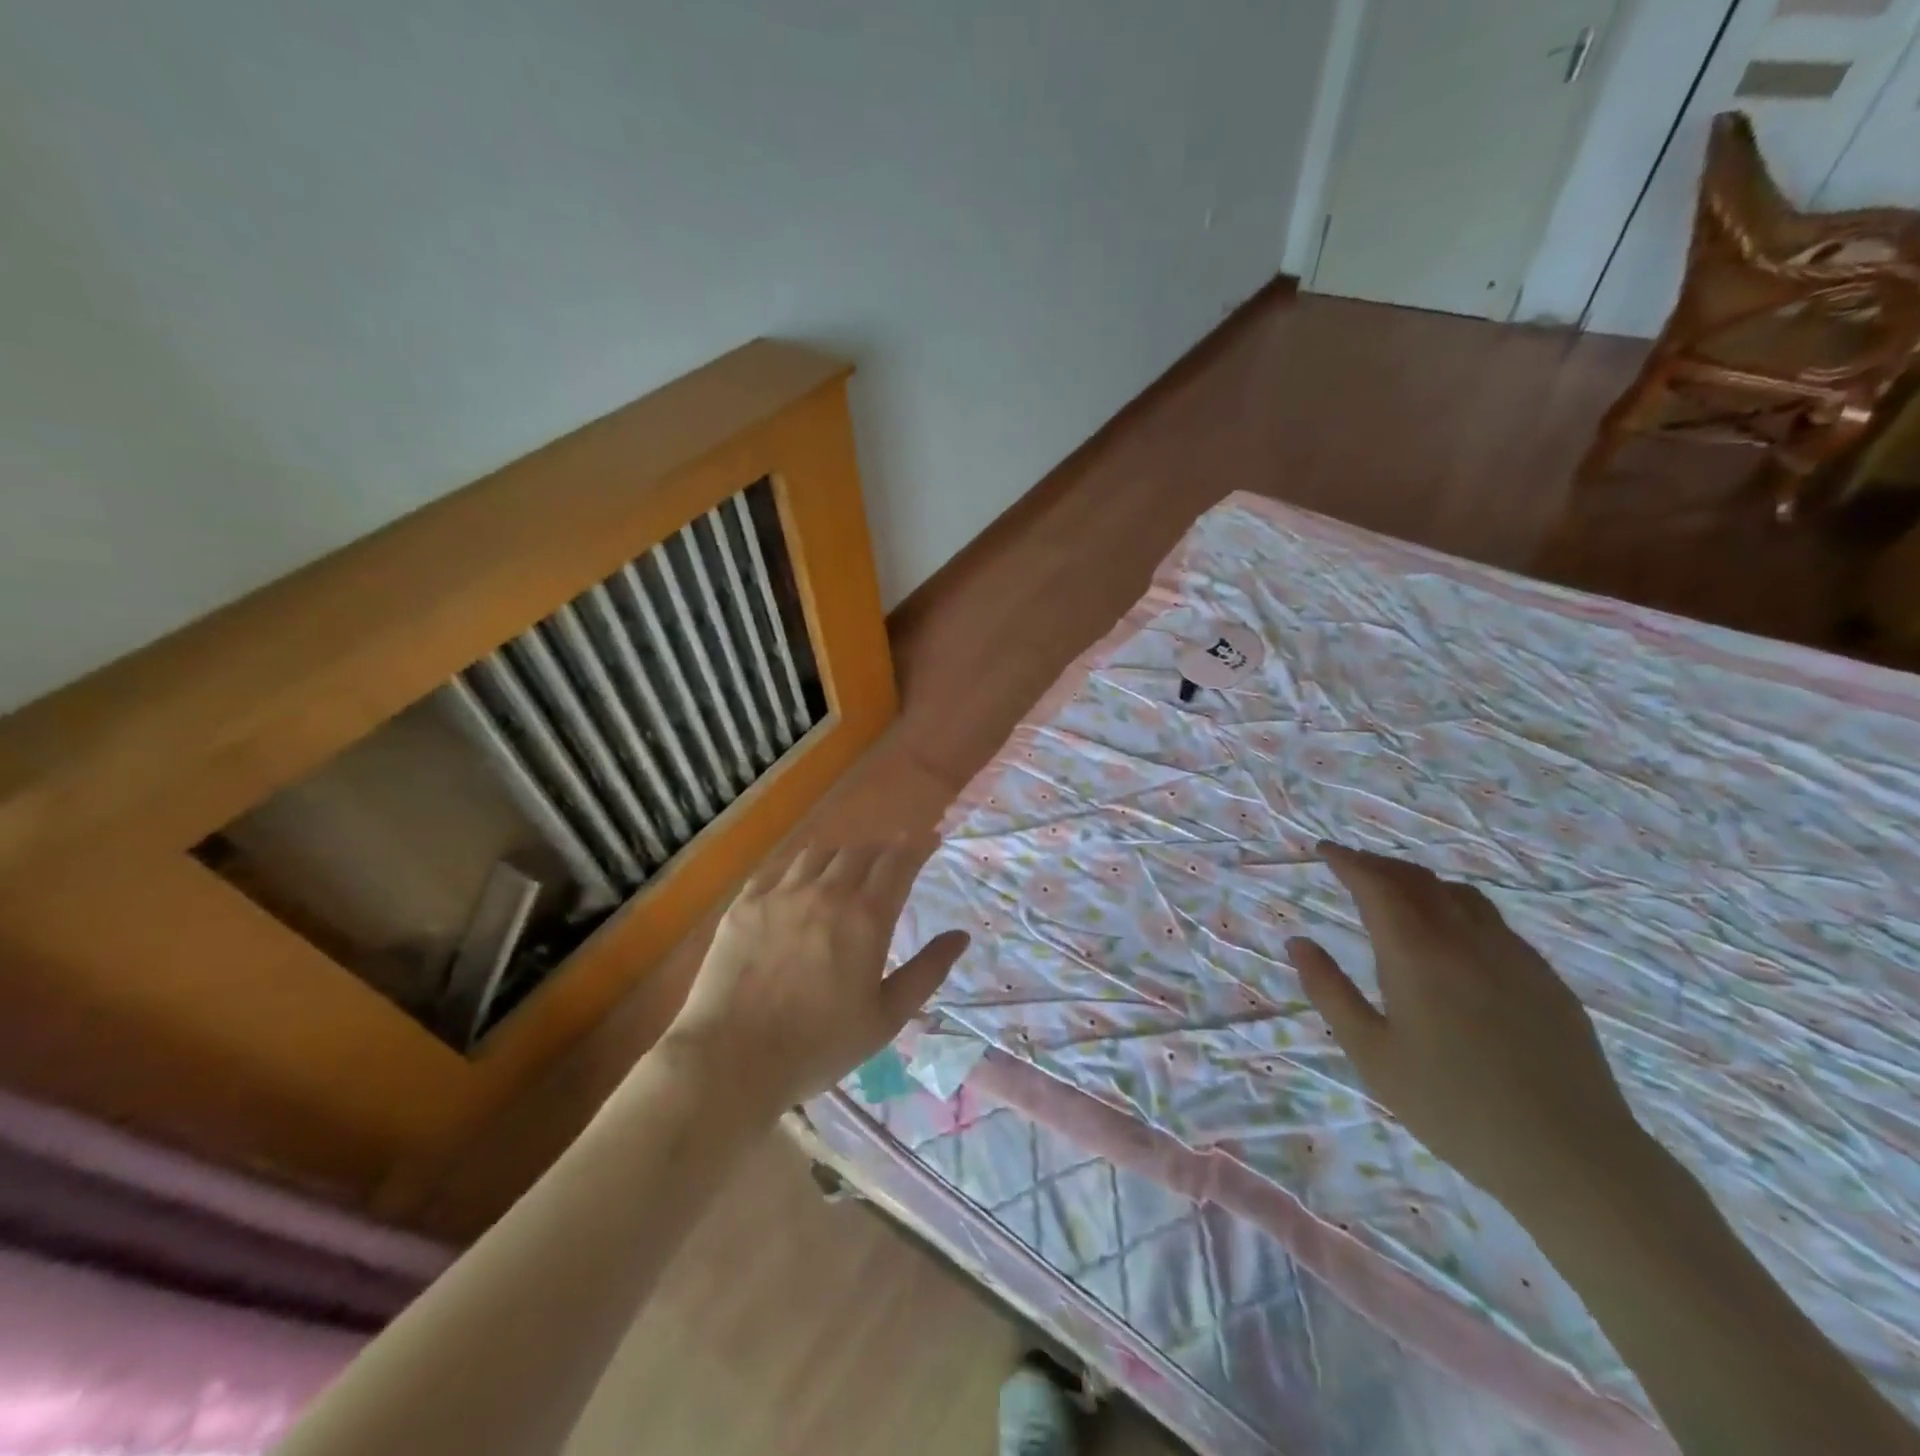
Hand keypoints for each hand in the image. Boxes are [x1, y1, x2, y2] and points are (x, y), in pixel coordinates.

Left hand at [658, 836, 969, 1113]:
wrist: (731, 1061)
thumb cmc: (818, 1047)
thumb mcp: (885, 1018)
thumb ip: (927, 972)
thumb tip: (960, 936)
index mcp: (865, 918)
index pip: (898, 862)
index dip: (918, 846)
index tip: (930, 840)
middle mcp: (825, 893)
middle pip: (860, 851)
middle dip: (882, 850)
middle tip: (889, 861)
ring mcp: (780, 895)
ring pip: (818, 853)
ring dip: (841, 855)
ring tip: (845, 869)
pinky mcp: (744, 904)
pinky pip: (777, 869)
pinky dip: (798, 868)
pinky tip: (798, 882)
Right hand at [1288, 842, 1649, 1213]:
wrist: (1571, 1158)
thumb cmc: (1452, 1107)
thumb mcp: (1372, 1054)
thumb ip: (1329, 991)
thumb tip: (1298, 942)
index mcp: (1418, 954)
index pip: (1377, 885)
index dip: (1348, 861)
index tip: (1324, 851)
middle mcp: (1466, 940)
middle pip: (1418, 880)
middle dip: (1380, 865)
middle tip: (1352, 866)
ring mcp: (1513, 956)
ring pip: (1460, 894)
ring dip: (1420, 882)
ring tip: (1398, 893)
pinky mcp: (1546, 978)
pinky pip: (1493, 922)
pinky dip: (1458, 907)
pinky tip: (1453, 936)